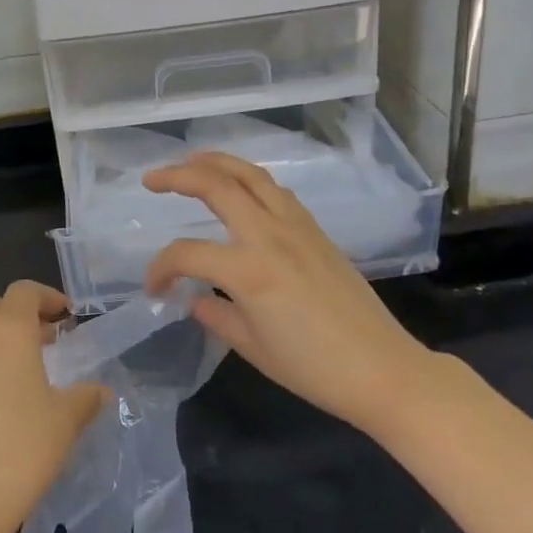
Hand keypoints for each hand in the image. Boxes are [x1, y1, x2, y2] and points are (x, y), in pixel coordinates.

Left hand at [0, 281, 106, 532]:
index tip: (65, 316)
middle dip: (19, 316)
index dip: (46, 297)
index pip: (24, 292)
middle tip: (43, 342)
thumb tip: (102, 391)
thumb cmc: (20, 450)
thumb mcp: (65, 422)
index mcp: (9, 329)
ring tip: (10, 367)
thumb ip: (86, 398)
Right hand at [143, 152, 433, 435]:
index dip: (160, 268)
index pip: (187, 253)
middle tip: (151, 180)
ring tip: (191, 163)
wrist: (382, 369)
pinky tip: (240, 190)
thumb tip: (194, 299)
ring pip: (251, 175)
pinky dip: (250, 180)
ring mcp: (297, 227)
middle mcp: (270, 235)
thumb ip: (216, 315)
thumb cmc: (312, 368)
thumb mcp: (252, 347)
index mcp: (248, 270)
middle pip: (217, 185)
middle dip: (177, 176)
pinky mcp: (316, 231)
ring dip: (217, 163)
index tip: (154, 290)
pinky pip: (276, 191)